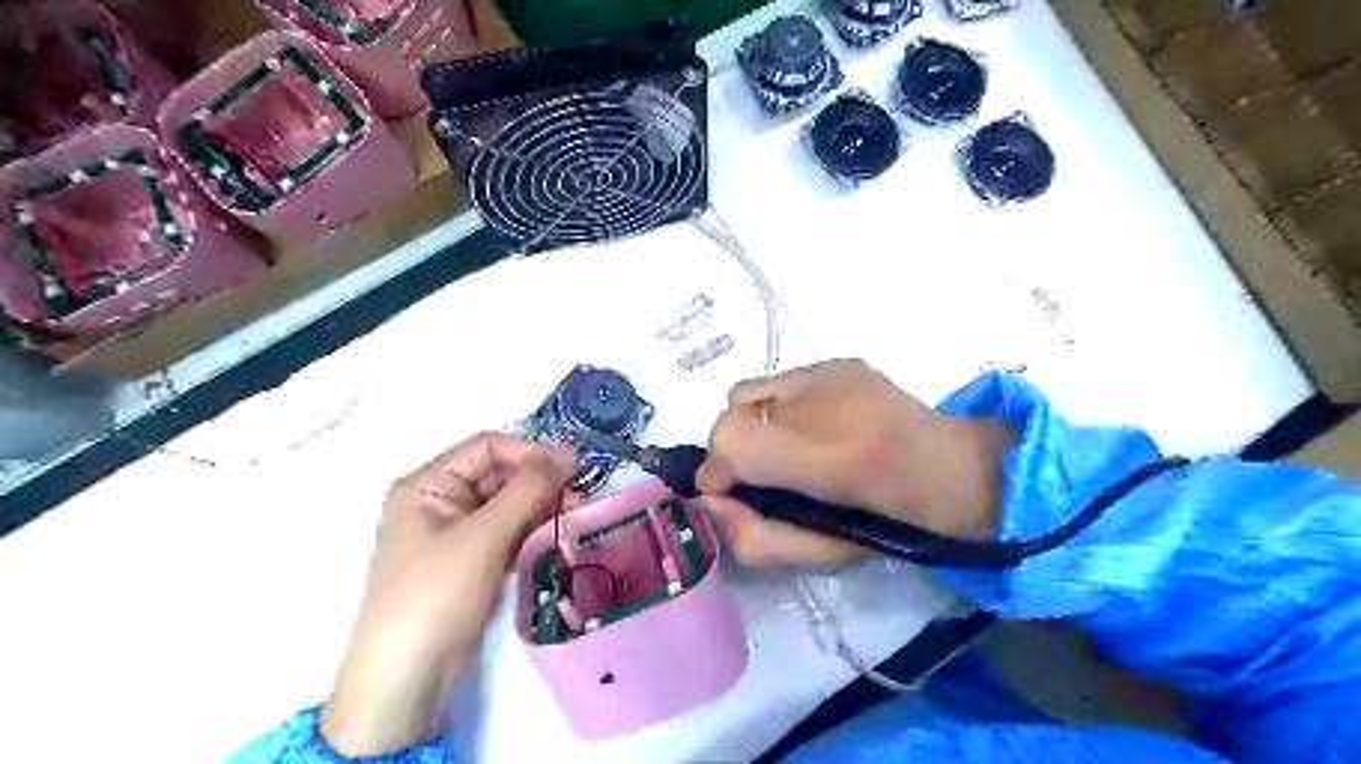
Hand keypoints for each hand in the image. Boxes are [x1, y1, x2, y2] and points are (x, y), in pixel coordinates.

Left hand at [322, 434, 579, 755]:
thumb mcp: (484, 536)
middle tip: (580, 502)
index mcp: (429, 484)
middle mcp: (441, 500)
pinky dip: (533, 531)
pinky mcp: (472, 560)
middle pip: (501, 474)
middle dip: (541, 484)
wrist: (406, 681)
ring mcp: (457, 532)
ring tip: (575, 521)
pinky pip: (509, 531)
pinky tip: (557, 538)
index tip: (572, 472)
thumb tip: (569, 450)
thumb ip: (529, 489)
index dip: (530, 453)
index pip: (488, 447)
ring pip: (510, 503)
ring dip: (542, 508)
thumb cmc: (436, 595)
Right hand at [700, 359, 1007, 567]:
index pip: (732, 438)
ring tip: (785, 449)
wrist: (957, 474)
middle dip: (734, 449)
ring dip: (752, 425)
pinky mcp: (839, 362)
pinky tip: (810, 428)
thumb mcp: (823, 556)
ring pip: (749, 393)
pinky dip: (777, 408)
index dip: (718, 469)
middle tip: (761, 475)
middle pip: (733, 412)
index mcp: (833, 458)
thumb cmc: (894, 526)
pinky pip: (779, 383)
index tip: (730, 493)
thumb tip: (713, 502)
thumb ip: (755, 538)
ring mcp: (832, 372)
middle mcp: (828, 399)